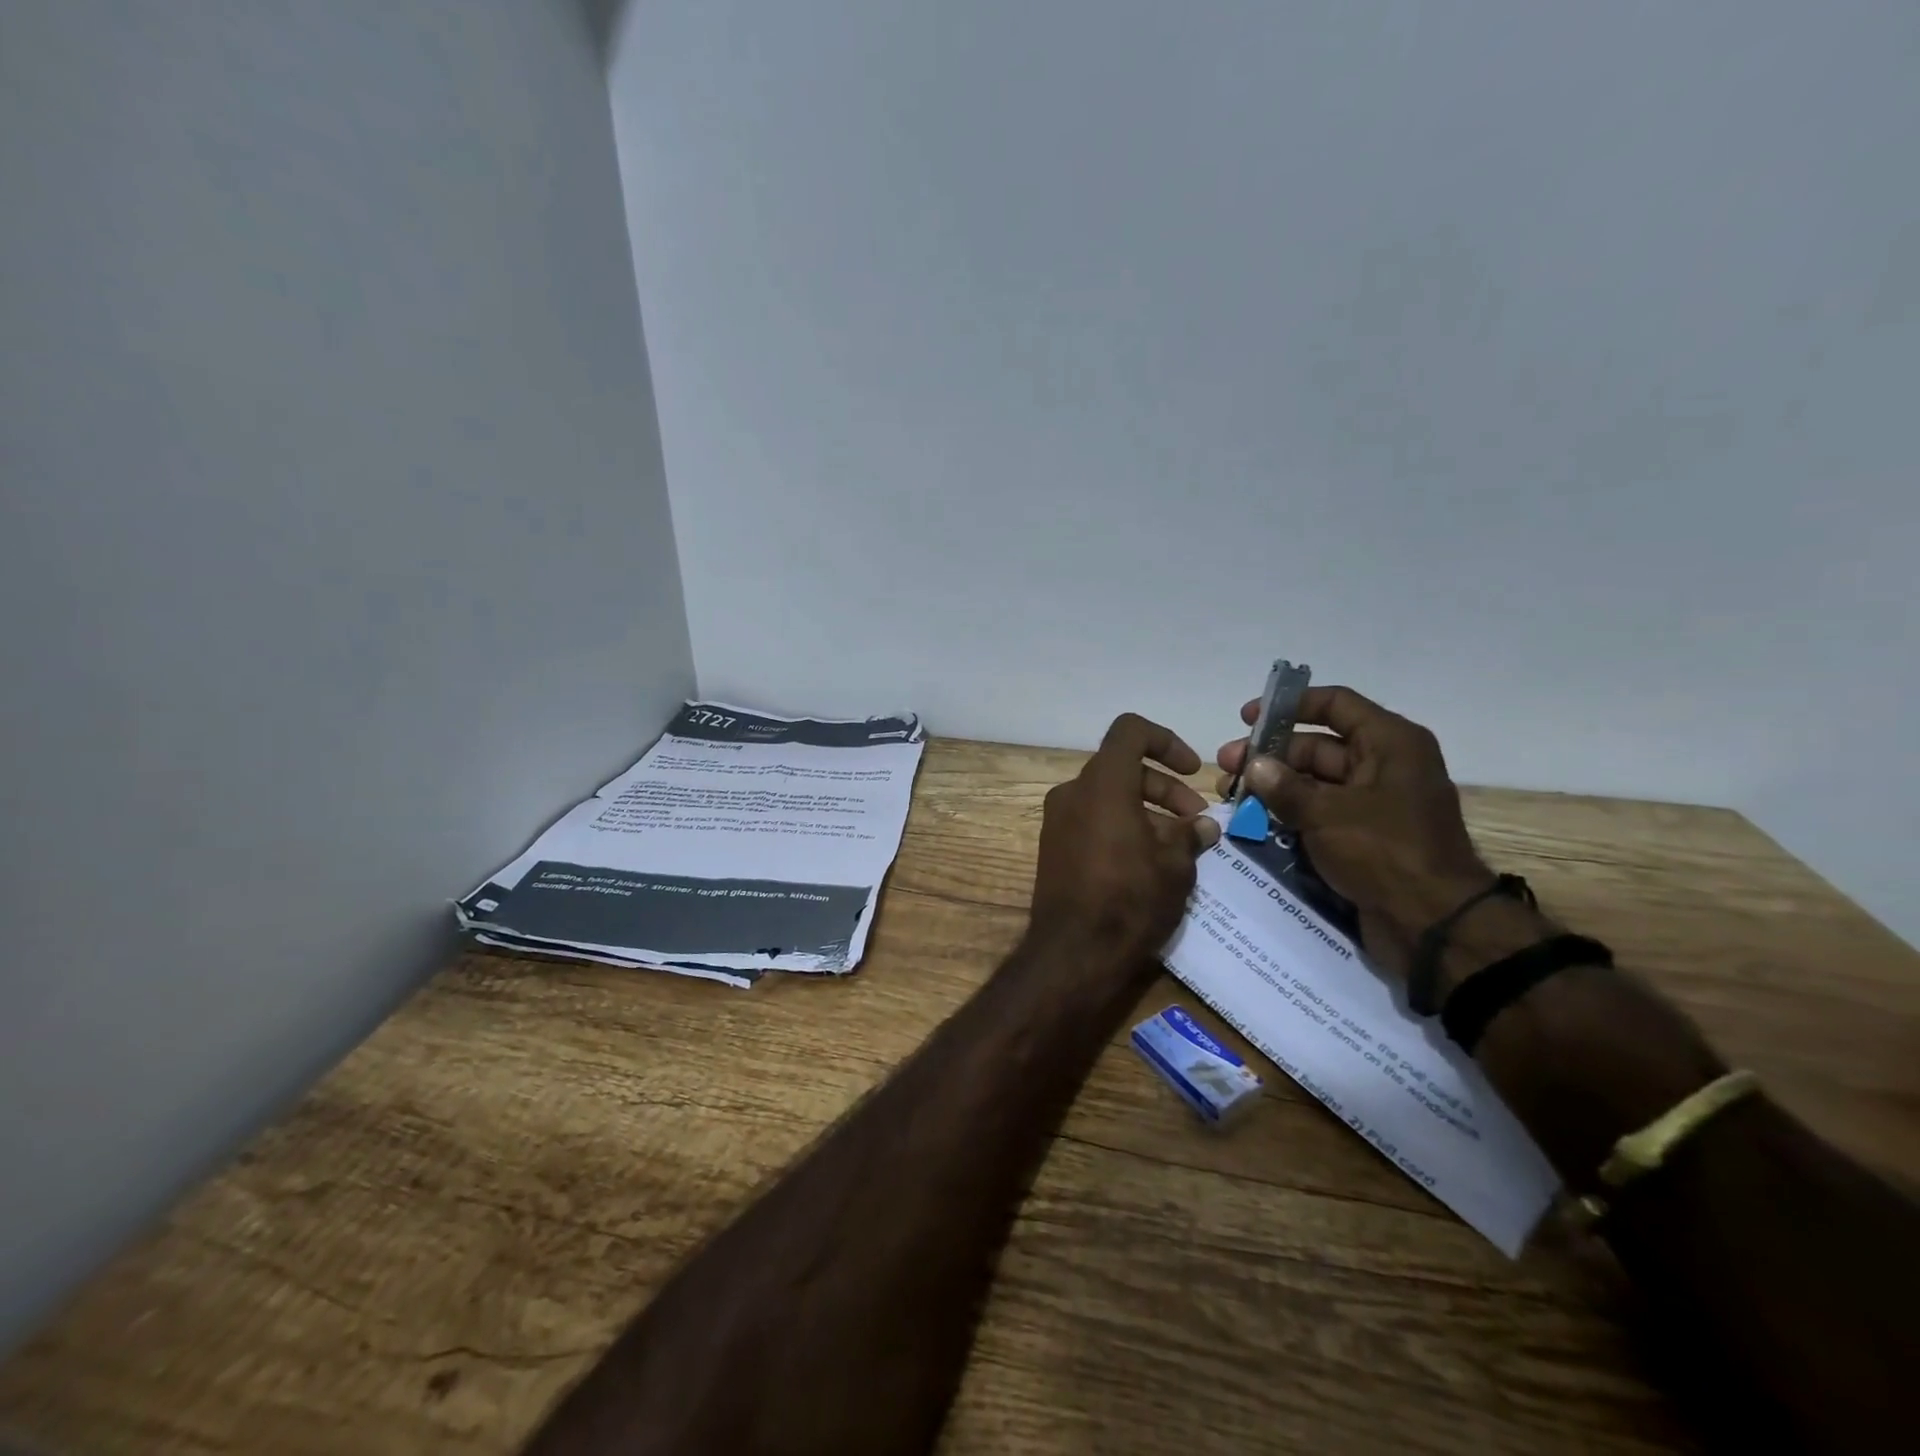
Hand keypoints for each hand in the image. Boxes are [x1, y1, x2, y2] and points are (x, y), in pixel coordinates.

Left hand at [1029, 713, 1222, 966]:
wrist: (1072, 954)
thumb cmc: (1130, 901)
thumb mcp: (1175, 866)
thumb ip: (1190, 836)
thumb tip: (1202, 826)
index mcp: (1102, 784)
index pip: (1130, 731)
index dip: (1166, 741)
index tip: (1192, 771)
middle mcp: (1073, 792)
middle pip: (1123, 767)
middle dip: (1165, 788)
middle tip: (1197, 821)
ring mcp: (1057, 820)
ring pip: (1108, 796)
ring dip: (1147, 810)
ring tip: (1181, 846)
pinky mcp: (1053, 846)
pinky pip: (1092, 820)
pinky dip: (1121, 826)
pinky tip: (1149, 862)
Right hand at [1216, 687, 1491, 974]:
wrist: (1433, 925)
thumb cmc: (1386, 853)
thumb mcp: (1327, 814)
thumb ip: (1285, 787)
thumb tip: (1254, 766)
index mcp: (1390, 744)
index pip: (1335, 704)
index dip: (1289, 706)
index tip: (1246, 719)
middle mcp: (1385, 765)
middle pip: (1318, 746)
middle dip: (1270, 755)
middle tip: (1226, 768)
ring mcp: (1375, 803)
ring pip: (1315, 782)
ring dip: (1274, 787)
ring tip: (1233, 797)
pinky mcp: (1365, 835)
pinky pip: (1321, 813)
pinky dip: (1290, 814)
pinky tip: (1255, 821)